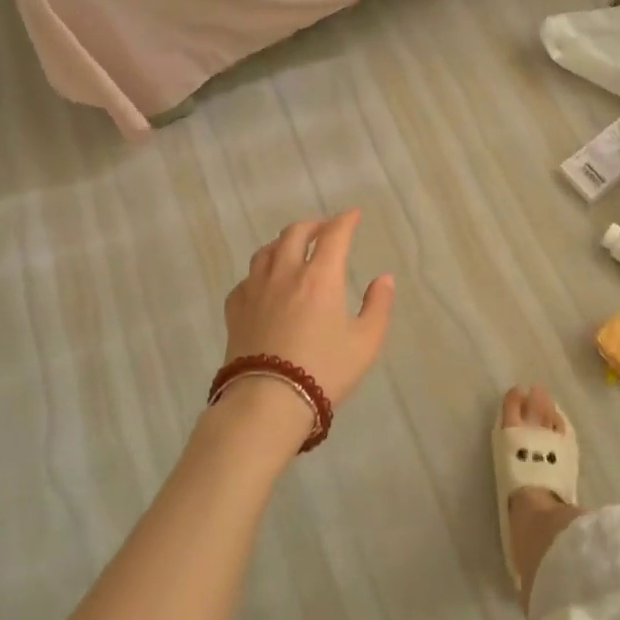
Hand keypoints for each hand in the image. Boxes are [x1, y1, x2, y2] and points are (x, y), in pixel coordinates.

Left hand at [222, 209, 395, 420]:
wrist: (266, 403)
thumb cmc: (323, 371)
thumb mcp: (365, 343)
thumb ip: (378, 306)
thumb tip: (384, 278)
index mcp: (320, 276)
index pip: (334, 234)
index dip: (346, 220)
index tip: (354, 215)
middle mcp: (286, 273)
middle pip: (296, 232)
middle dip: (313, 225)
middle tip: (324, 229)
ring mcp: (256, 289)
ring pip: (267, 250)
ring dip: (284, 243)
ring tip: (293, 249)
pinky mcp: (235, 309)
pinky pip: (247, 278)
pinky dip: (261, 272)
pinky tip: (265, 284)